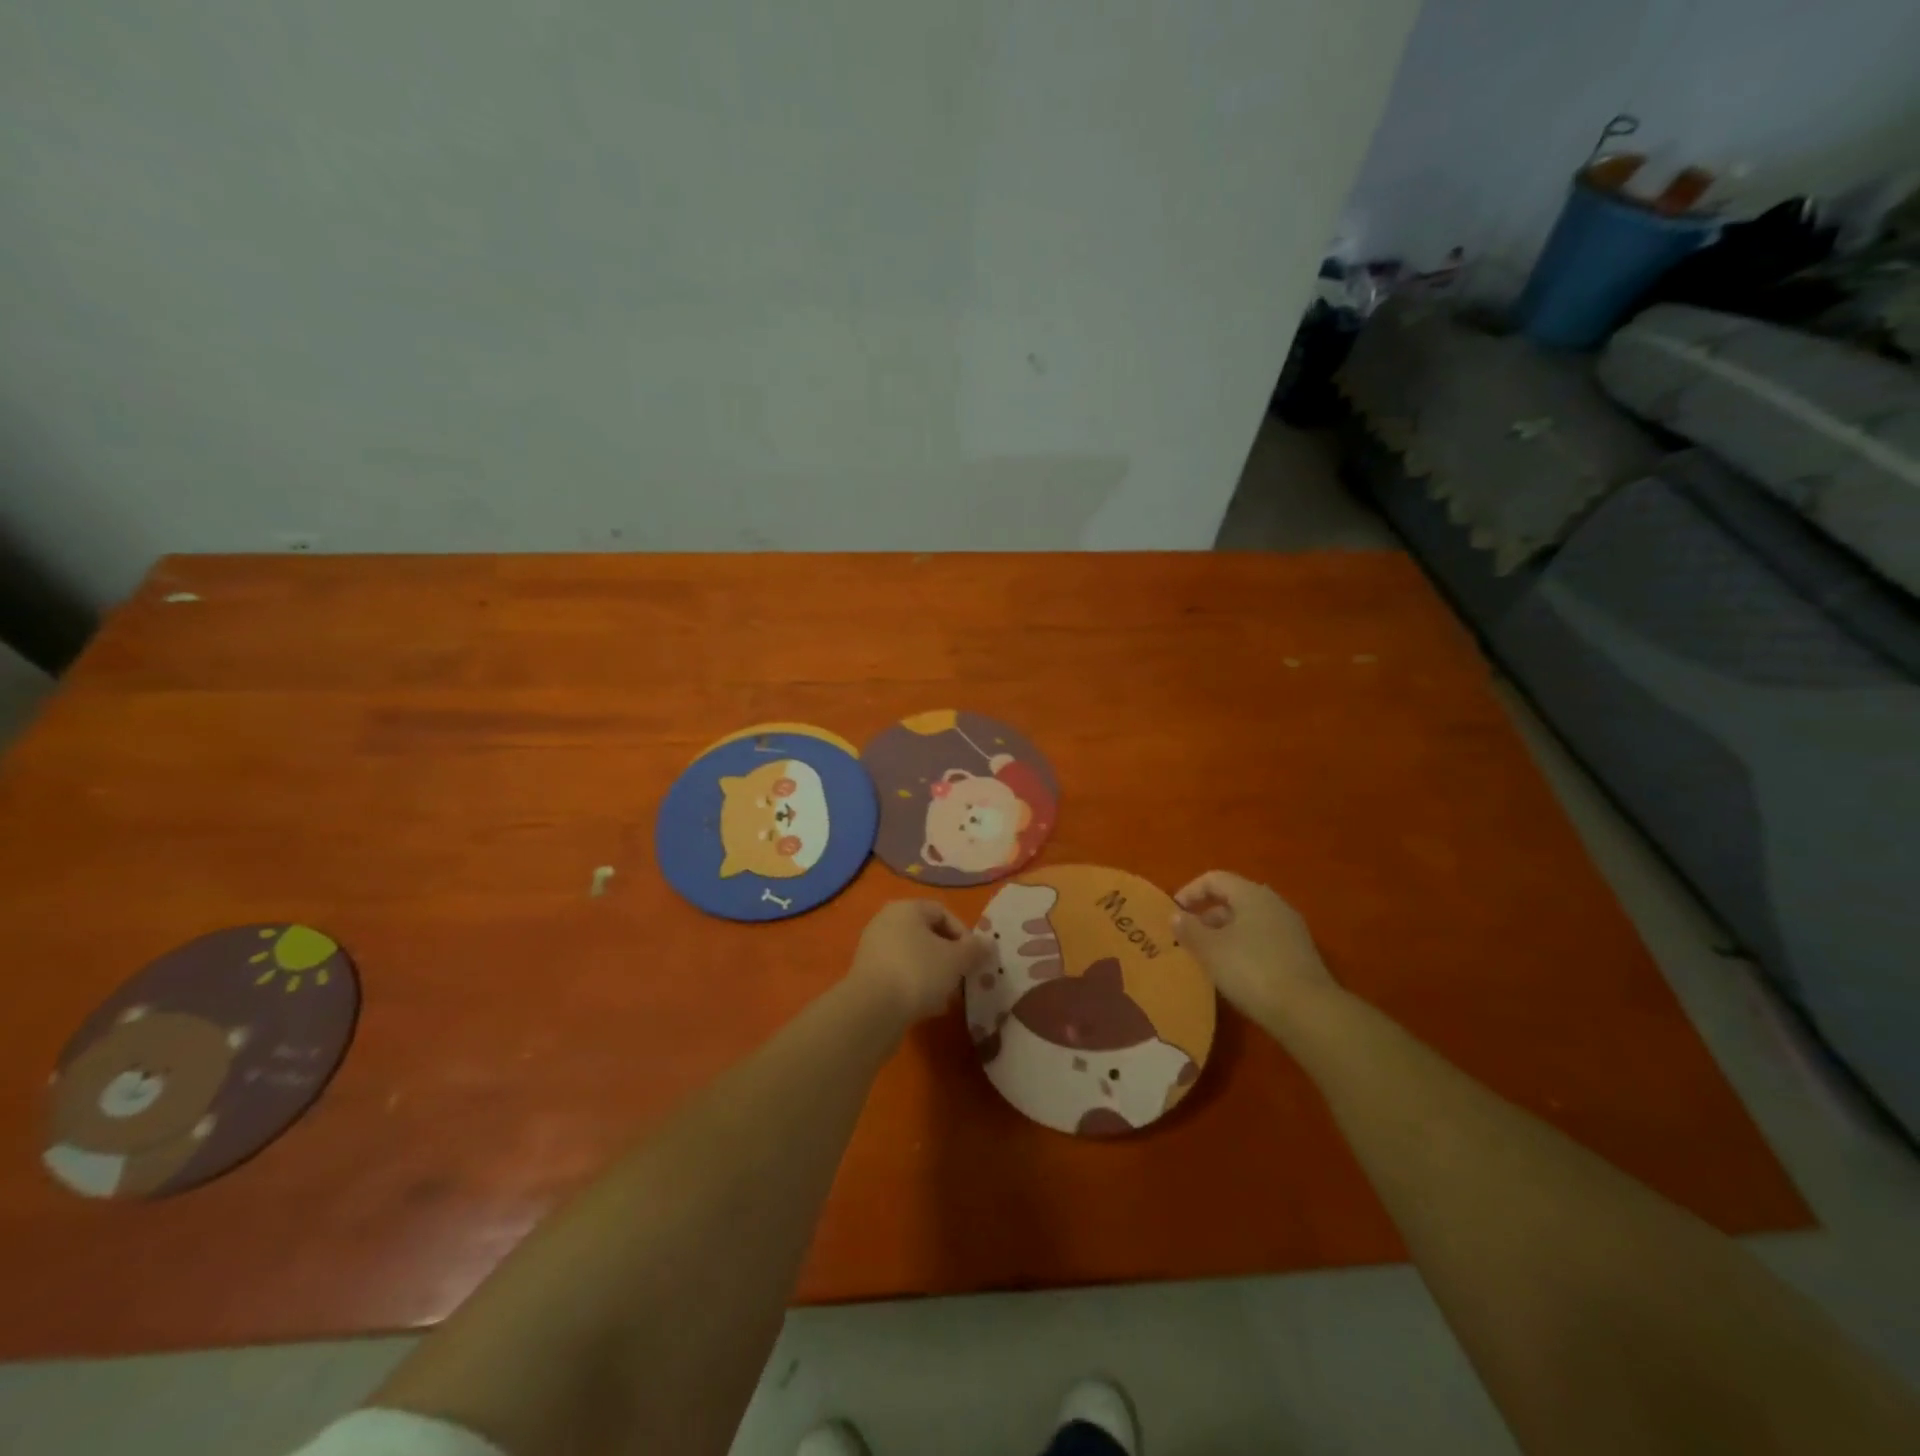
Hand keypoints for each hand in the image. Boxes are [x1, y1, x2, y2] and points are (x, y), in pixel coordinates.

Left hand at [848, 901, 993, 1024]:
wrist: (872, 1010)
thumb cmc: (918, 972)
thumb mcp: (956, 960)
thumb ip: (975, 949)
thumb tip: (988, 943)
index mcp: (906, 909)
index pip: (942, 912)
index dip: (963, 933)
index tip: (974, 957)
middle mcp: (886, 922)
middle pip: (927, 935)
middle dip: (949, 957)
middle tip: (963, 977)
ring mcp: (874, 949)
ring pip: (914, 957)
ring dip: (934, 975)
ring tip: (948, 997)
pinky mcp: (868, 976)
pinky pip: (900, 975)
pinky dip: (916, 986)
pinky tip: (927, 1007)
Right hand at [1172, 871, 1338, 1027]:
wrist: (1308, 1012)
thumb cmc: (1252, 970)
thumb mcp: (1210, 949)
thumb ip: (1189, 929)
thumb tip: (1176, 915)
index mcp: (1252, 895)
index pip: (1215, 879)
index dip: (1190, 891)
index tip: (1174, 913)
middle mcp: (1274, 905)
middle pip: (1233, 900)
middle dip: (1207, 916)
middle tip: (1188, 938)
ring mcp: (1290, 930)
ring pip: (1248, 922)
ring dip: (1224, 934)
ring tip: (1207, 957)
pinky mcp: (1299, 955)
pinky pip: (1262, 941)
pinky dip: (1243, 949)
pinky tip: (1233, 972)